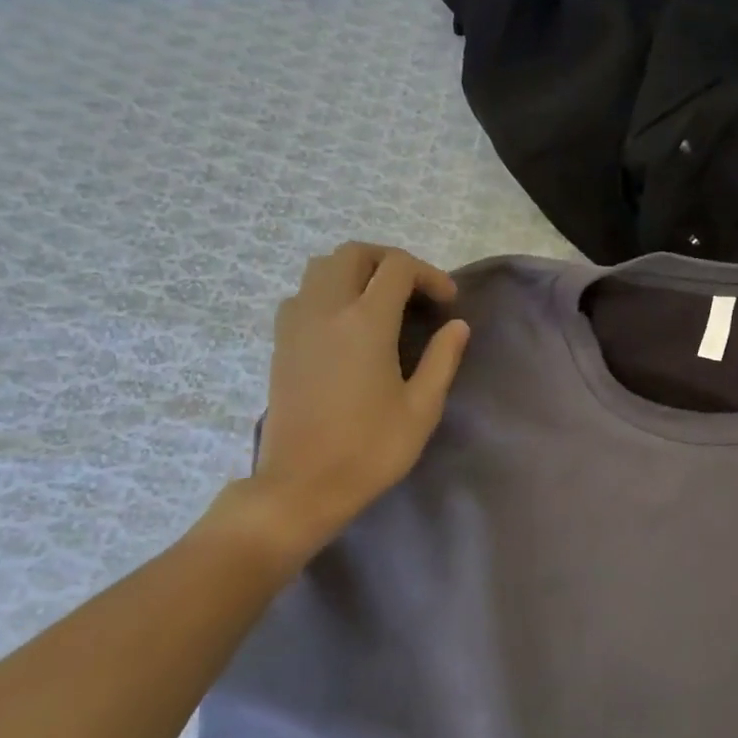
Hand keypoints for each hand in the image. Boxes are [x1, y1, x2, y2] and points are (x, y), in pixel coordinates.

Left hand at [211, 244, 470, 566]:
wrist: (303, 483)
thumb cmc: (371, 450)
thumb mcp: (421, 409)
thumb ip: (442, 360)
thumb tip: (457, 327)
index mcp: (365, 323)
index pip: (397, 268)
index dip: (429, 275)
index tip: (448, 304)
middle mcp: (326, 310)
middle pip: (354, 253)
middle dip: (390, 261)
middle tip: (415, 292)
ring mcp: (296, 323)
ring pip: (322, 267)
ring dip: (356, 272)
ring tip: (382, 303)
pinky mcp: (281, 342)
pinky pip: (303, 293)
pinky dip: (329, 292)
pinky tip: (348, 325)